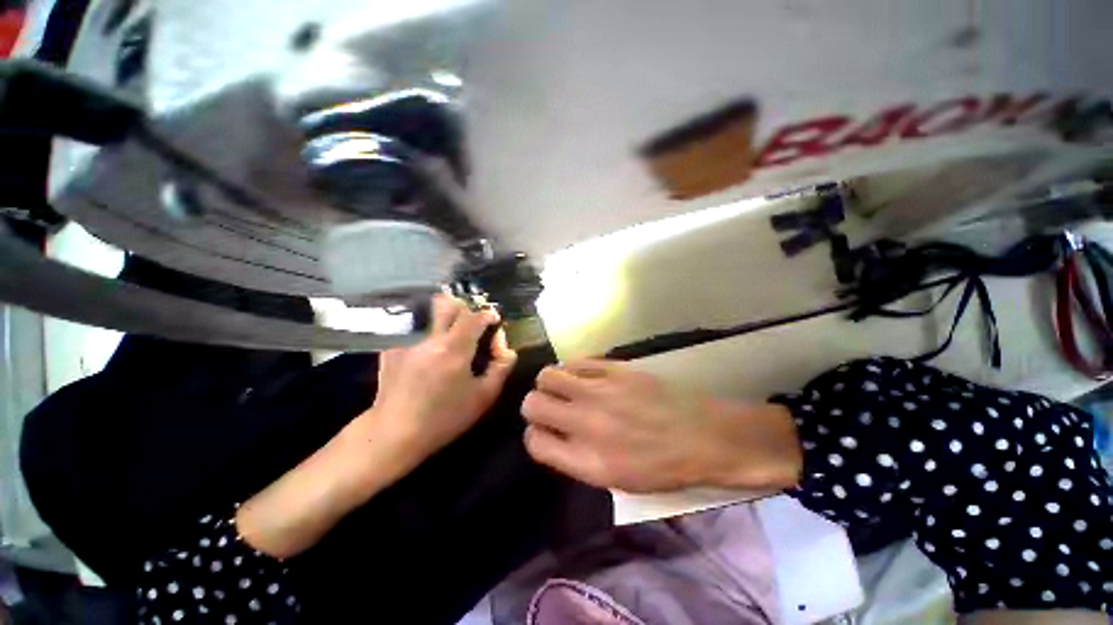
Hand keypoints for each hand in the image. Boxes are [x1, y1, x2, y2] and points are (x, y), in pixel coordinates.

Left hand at [367, 294, 516, 464]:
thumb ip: (501, 368)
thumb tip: (507, 350)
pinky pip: (415, 339)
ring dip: (445, 327)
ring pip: (432, 322)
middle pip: (447, 306)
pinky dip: (426, 346)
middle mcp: (430, 339)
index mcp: (454, 348)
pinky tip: (425, 366)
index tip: (494, 321)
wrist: (392, 435)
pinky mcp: (391, 353)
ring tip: (449, 349)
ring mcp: (407, 344)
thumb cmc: (444, 418)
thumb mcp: (484, 397)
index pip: (474, 316)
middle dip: (464, 308)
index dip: (487, 314)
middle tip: (471, 324)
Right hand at [521, 360, 801, 492]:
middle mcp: (586, 423)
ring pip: (548, 376)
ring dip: (549, 383)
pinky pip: (576, 362)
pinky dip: (572, 369)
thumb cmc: (664, 467)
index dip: (535, 435)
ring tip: (563, 388)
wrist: (704, 435)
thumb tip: (553, 435)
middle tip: (550, 407)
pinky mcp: (614, 368)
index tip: (544, 432)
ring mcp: (599, 390)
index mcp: (587, 460)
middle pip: (533, 405)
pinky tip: (584, 376)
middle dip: (535, 407)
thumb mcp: (616, 480)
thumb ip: (576, 459)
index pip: (535, 442)